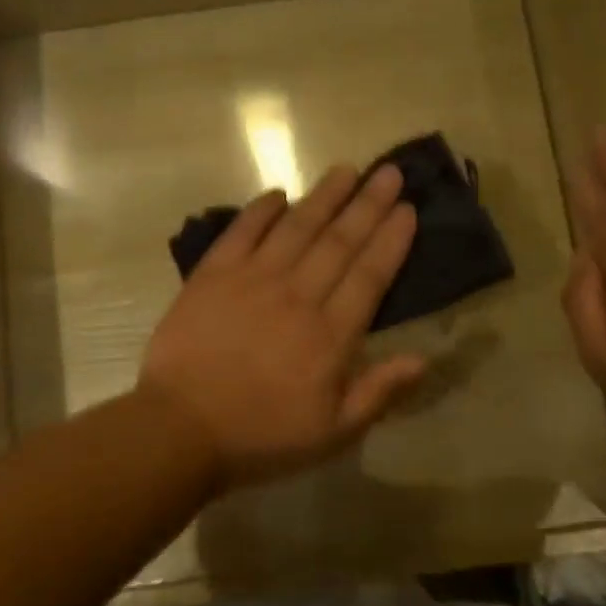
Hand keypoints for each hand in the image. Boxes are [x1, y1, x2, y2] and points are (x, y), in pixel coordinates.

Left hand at [138, 163, 427, 490]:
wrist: (180, 429)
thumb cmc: (261, 436)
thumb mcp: (333, 432)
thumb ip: (379, 392)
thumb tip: (424, 358)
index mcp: (330, 335)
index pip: (369, 275)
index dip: (391, 239)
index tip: (407, 208)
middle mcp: (297, 296)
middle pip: (339, 241)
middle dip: (368, 205)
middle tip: (388, 172)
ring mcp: (252, 280)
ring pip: (297, 228)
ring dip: (324, 196)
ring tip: (346, 170)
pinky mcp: (213, 276)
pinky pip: (241, 232)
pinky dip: (260, 210)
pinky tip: (278, 194)